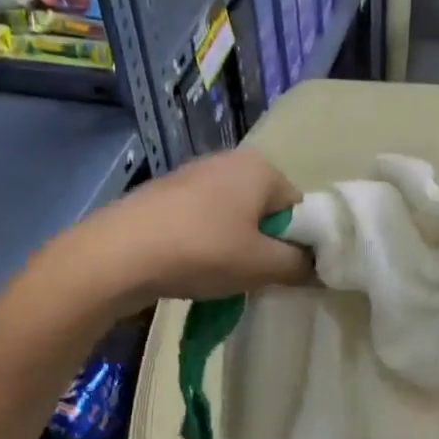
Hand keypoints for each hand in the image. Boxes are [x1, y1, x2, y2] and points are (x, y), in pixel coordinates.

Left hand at [65, 151, 311, 307]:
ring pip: (233, 217)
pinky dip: (205, 242)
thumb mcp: (262, 265)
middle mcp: (229, 160)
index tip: (283, 274)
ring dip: (234, 246)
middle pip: (265, 211)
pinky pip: (202, 220)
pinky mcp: (165, 194)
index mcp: (260, 168)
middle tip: (252, 277)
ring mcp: (192, 174)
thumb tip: (317, 266)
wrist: (120, 253)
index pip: (299, 209)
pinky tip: (191, 266)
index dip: (297, 245)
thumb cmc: (203, 251)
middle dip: (264, 245)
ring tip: (218, 275)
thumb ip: (299, 265)